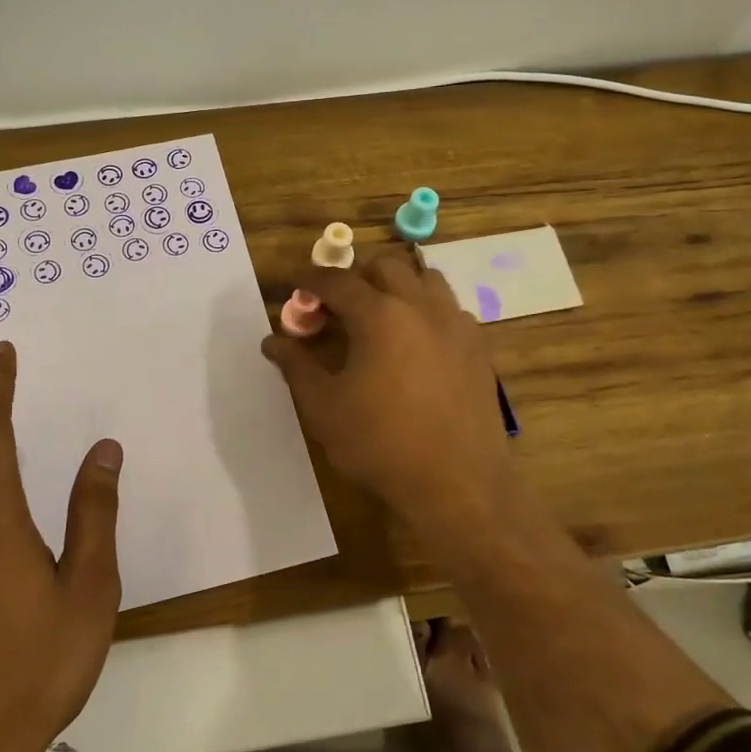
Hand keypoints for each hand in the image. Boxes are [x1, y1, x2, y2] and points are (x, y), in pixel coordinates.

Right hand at [262, 247, 515, 553]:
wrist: (456, 484)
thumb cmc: (380, 444)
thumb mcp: (323, 408)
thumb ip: (296, 366)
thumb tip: (272, 341)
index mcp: (379, 315)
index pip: (337, 280)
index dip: (311, 279)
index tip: (297, 287)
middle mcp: (421, 307)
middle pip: (386, 266)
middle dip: (356, 275)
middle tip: (337, 304)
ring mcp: (456, 324)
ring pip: (425, 279)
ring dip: (397, 284)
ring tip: (379, 314)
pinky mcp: (478, 347)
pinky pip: (450, 308)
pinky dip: (426, 309)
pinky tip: (416, 342)